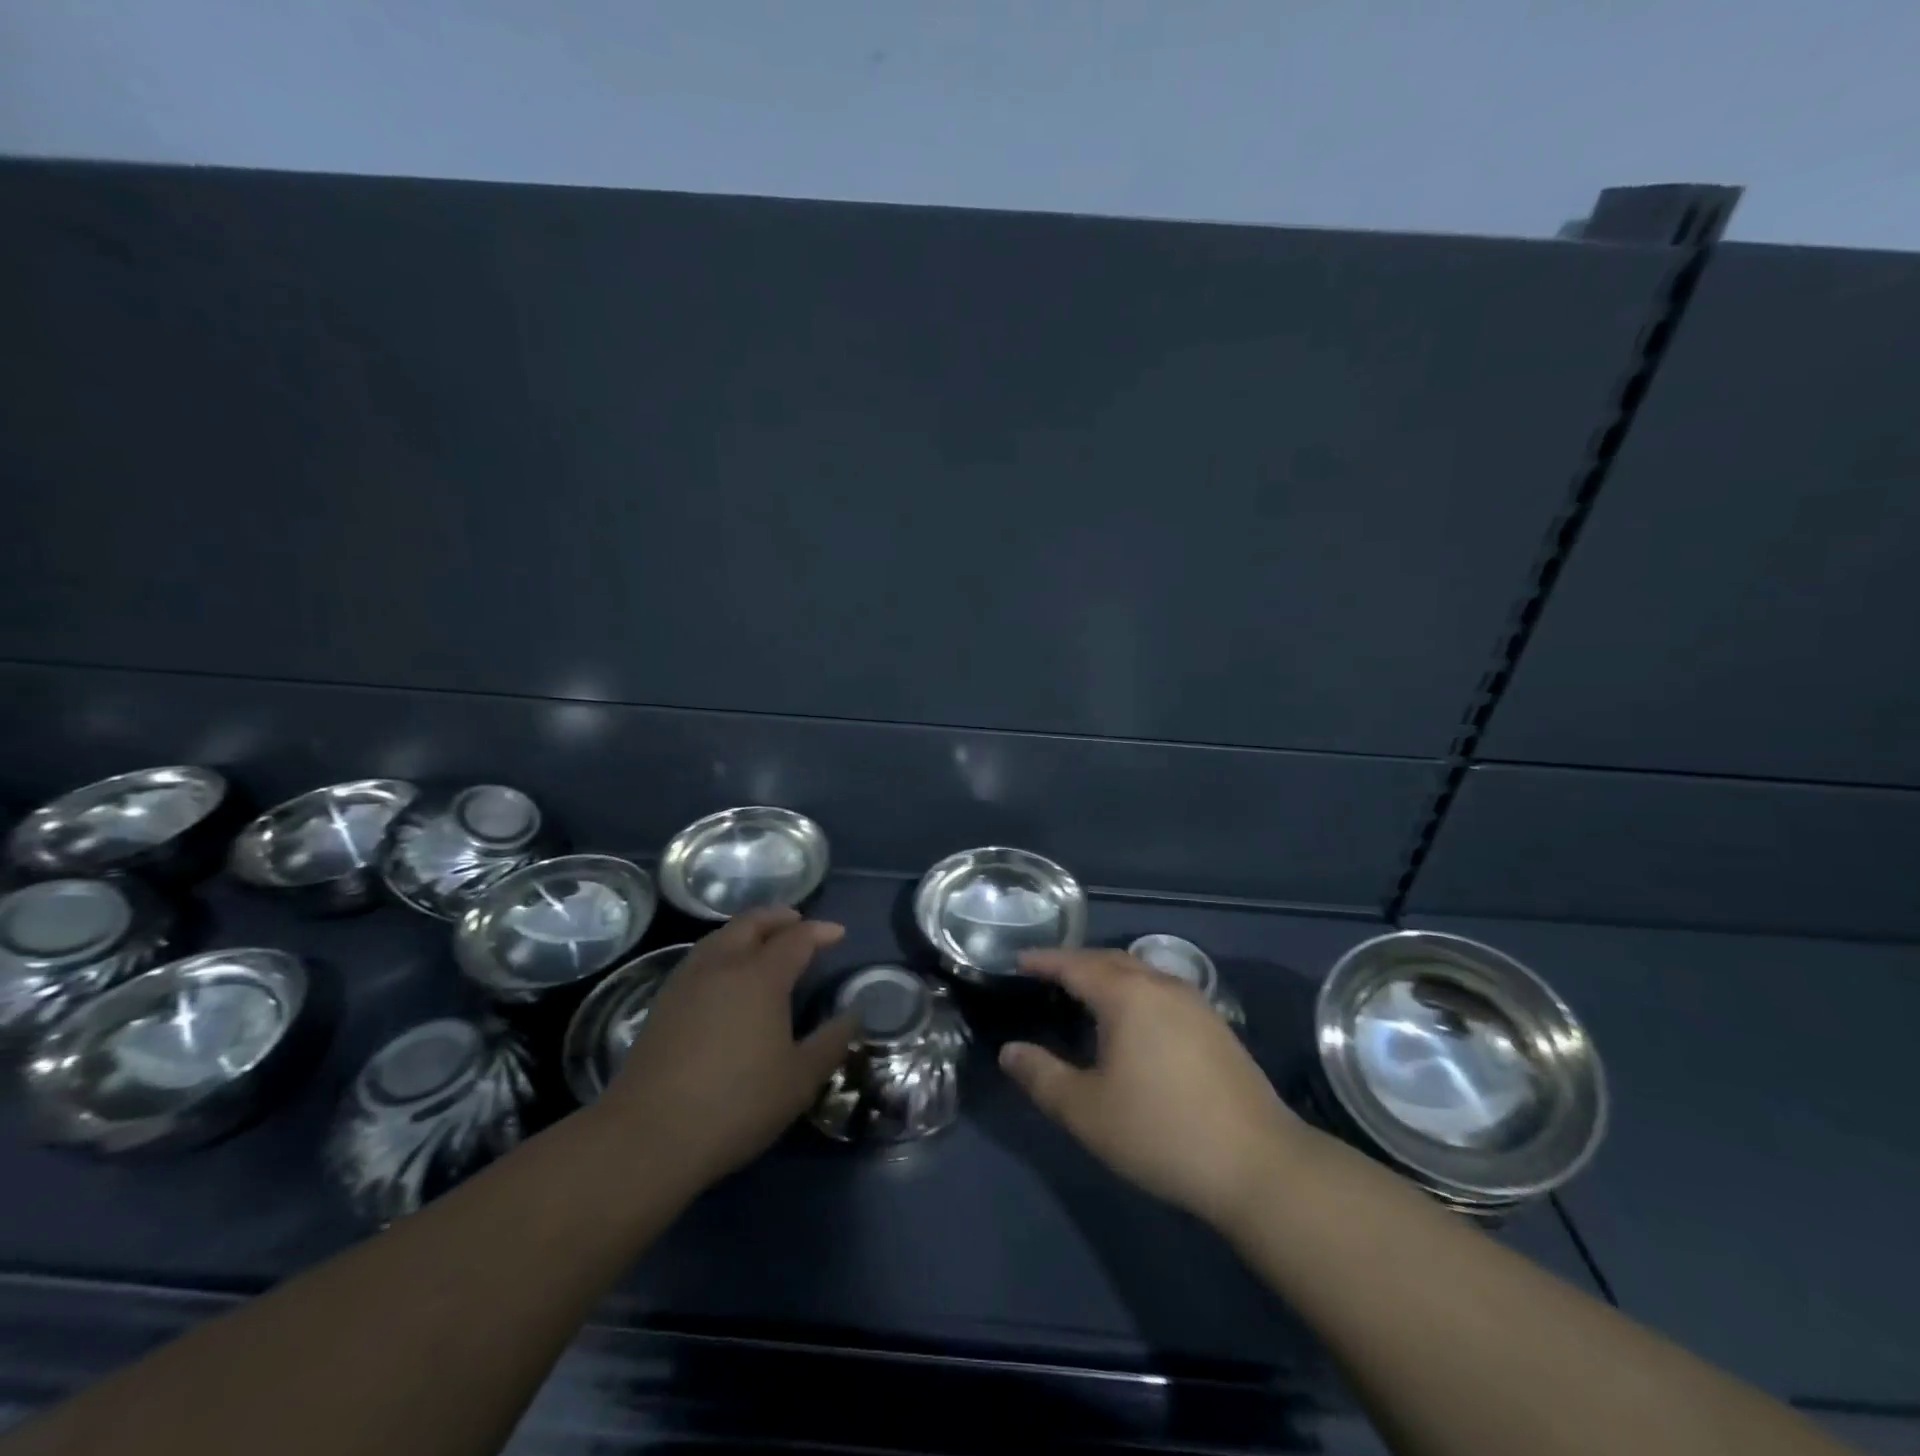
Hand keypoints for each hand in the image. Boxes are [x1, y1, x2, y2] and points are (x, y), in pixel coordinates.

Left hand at [600, 908, 857, 1190]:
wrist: (648, 1136)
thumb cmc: (735, 1104)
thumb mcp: (799, 1080)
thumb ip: (831, 1042)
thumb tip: (854, 1014)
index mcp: (760, 977)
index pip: (796, 938)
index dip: (820, 931)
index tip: (839, 933)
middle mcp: (723, 966)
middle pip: (752, 923)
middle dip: (779, 917)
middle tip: (799, 922)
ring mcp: (687, 981)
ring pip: (721, 936)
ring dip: (748, 930)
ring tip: (764, 942)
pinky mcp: (663, 1002)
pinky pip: (701, 957)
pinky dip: (723, 949)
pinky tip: (727, 975)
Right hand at [1000, 949, 1306, 1228]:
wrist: (1258, 1163)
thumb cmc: (1161, 1132)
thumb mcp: (1087, 1111)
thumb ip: (1042, 1077)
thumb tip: (1010, 1051)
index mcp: (1127, 994)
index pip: (1075, 964)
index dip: (1044, 961)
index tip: (1017, 960)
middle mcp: (1161, 984)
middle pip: (1109, 959)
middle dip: (1075, 963)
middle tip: (1046, 975)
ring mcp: (1194, 1002)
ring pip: (1140, 972)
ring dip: (1108, 974)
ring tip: (1084, 993)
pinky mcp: (1215, 1025)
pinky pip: (1161, 989)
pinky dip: (1134, 990)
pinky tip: (1132, 1020)